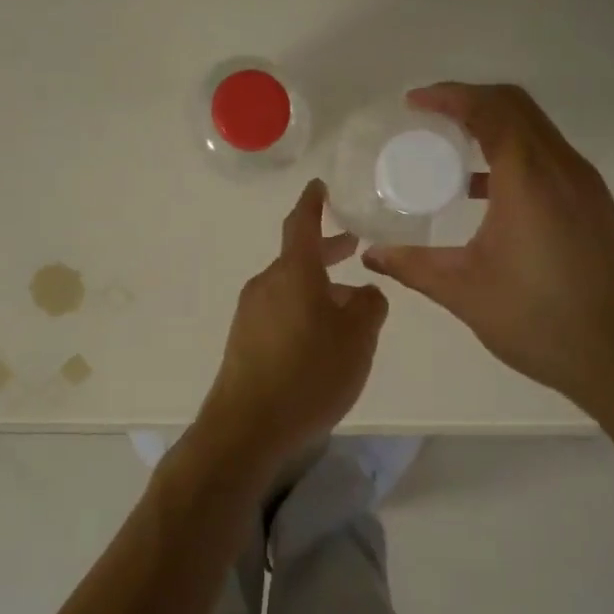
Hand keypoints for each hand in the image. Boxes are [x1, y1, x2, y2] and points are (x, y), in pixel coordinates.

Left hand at [201, 179, 388, 463]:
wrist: (248, 427)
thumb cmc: (309, 373)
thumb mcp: (358, 338)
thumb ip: (369, 306)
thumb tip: (364, 292)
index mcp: (293, 272)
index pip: (302, 223)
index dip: (313, 202)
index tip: (319, 186)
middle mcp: (266, 285)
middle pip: (298, 258)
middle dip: (328, 251)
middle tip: (354, 248)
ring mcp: (250, 314)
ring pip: (291, 288)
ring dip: (319, 288)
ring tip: (350, 307)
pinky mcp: (244, 341)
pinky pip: (280, 313)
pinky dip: (304, 311)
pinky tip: (322, 340)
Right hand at [363, 83, 613, 413]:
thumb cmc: (537, 320)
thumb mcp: (464, 292)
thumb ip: (413, 266)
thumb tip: (372, 254)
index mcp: (529, 178)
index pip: (489, 109)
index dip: (448, 96)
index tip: (413, 103)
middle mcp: (563, 168)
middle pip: (517, 107)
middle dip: (470, 102)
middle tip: (429, 120)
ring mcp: (586, 186)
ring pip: (537, 131)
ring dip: (496, 127)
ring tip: (452, 152)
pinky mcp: (596, 207)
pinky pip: (551, 158)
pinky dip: (516, 154)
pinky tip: (489, 193)